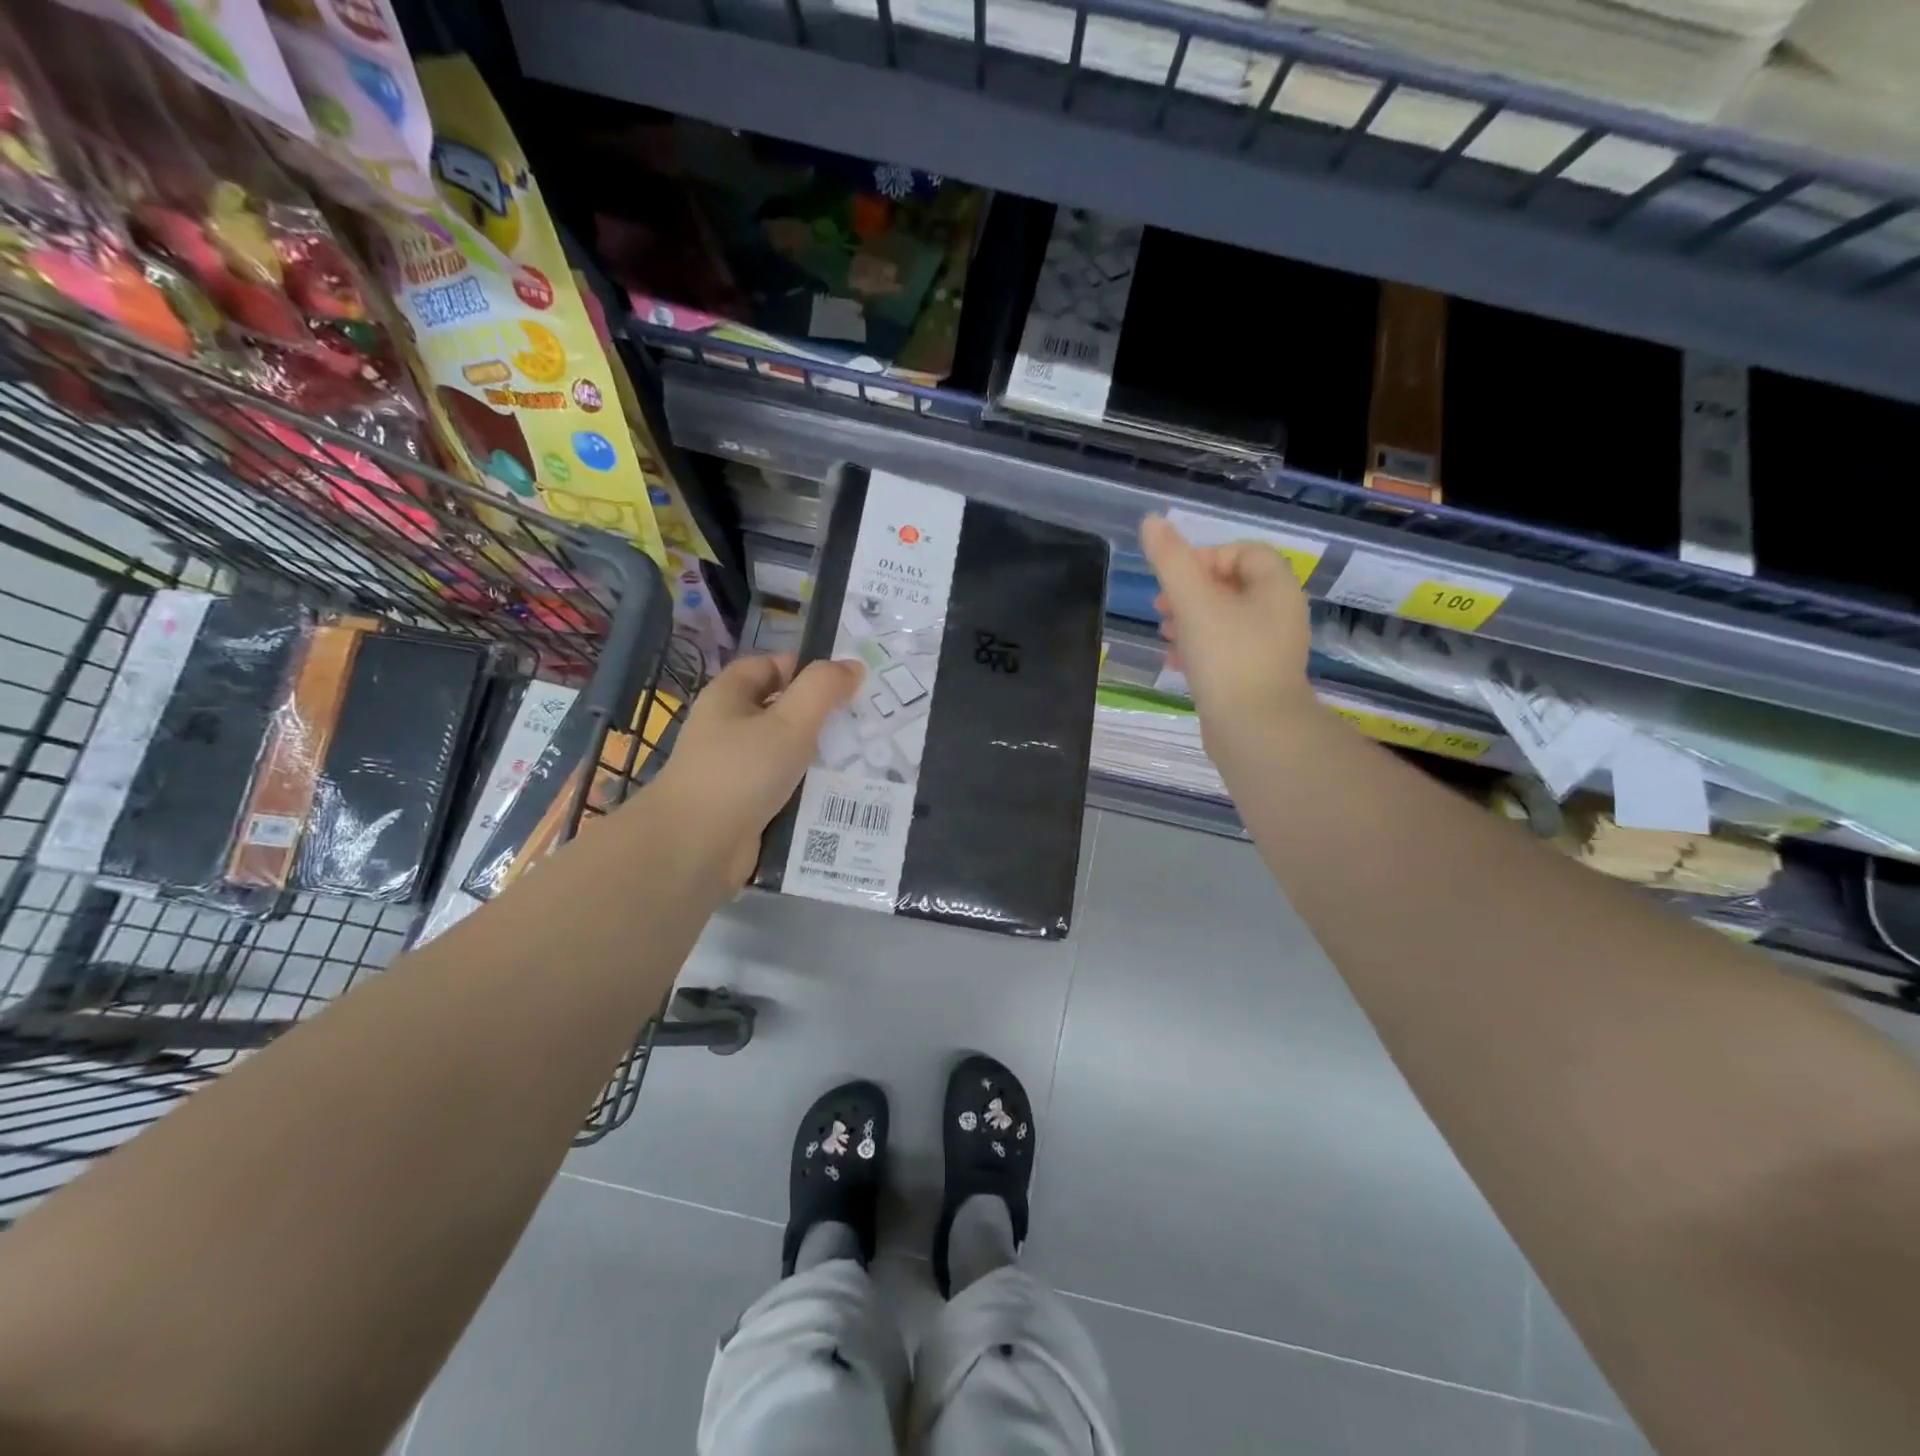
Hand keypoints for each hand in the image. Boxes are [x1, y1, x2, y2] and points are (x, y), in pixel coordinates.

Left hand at [653, 653, 862, 883]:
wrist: (695, 847)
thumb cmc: (740, 771)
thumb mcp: (789, 722)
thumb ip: (822, 689)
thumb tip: (851, 666)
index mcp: (729, 698)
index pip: (768, 667)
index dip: (804, 668)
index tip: (845, 681)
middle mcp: (728, 730)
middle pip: (781, 712)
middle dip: (820, 716)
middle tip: (864, 722)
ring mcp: (736, 771)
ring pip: (786, 754)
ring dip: (819, 758)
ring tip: (865, 760)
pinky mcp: (746, 807)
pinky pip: (785, 790)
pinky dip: (809, 791)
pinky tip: (842, 796)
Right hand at [1140, 514, 1314, 733]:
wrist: (1255, 729)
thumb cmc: (1227, 656)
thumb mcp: (1193, 601)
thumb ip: (1171, 560)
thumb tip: (1152, 521)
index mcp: (1276, 588)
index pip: (1244, 552)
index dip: (1207, 557)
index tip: (1175, 577)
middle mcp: (1280, 613)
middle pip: (1232, 586)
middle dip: (1192, 592)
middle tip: (1161, 606)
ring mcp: (1271, 648)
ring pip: (1225, 620)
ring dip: (1191, 620)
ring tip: (1164, 633)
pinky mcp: (1257, 678)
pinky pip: (1226, 650)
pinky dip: (1200, 648)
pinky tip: (1174, 662)